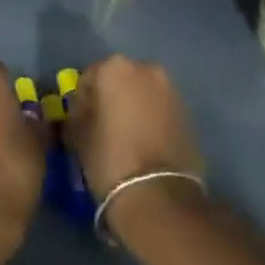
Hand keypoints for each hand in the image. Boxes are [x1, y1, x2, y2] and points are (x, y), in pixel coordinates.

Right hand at [65, 55, 205, 235]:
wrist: (160, 196)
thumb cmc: (110, 159)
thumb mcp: (78, 136)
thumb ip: (76, 114)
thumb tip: (80, 113)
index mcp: (115, 67)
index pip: (89, 78)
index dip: (81, 102)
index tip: (79, 124)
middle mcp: (146, 68)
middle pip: (119, 80)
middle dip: (110, 99)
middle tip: (102, 128)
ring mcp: (170, 89)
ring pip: (142, 93)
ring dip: (133, 108)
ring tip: (125, 138)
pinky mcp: (187, 113)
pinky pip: (160, 109)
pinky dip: (151, 120)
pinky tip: (144, 145)